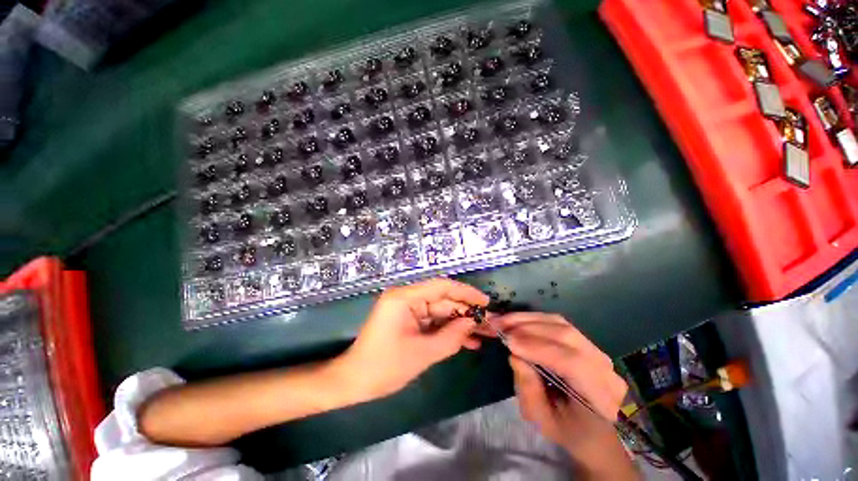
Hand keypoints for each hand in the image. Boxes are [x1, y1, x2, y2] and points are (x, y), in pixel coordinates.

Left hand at [335, 278, 488, 401]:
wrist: (353, 382)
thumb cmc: (384, 367)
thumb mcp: (422, 354)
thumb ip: (451, 337)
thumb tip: (472, 323)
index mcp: (404, 298)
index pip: (441, 286)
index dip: (466, 292)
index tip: (485, 302)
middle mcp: (406, 298)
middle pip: (442, 300)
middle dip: (466, 312)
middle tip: (489, 323)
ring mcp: (407, 309)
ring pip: (440, 312)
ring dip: (460, 323)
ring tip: (484, 334)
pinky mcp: (408, 320)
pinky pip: (432, 322)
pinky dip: (448, 331)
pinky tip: (467, 342)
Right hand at [487, 313, 635, 478]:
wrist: (598, 432)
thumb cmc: (570, 432)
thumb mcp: (544, 421)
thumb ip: (529, 390)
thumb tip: (515, 355)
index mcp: (601, 398)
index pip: (573, 364)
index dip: (539, 348)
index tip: (508, 342)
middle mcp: (605, 369)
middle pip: (566, 337)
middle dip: (528, 328)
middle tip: (498, 325)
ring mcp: (597, 352)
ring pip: (561, 325)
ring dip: (528, 320)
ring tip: (503, 319)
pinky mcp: (587, 342)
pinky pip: (559, 323)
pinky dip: (535, 319)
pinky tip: (517, 320)